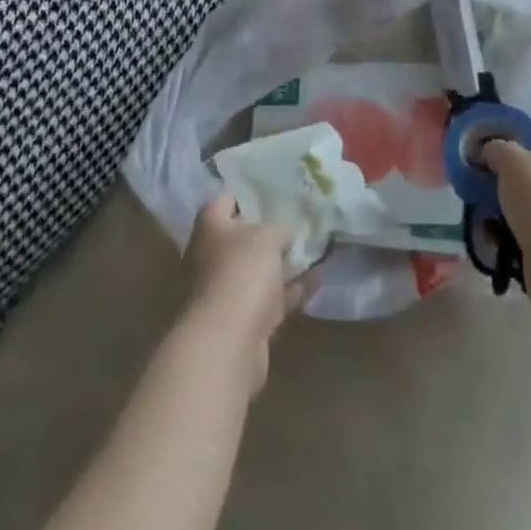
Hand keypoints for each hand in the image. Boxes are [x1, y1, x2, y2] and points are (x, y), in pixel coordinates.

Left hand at [181, 195, 311, 392]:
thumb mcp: (267, 235)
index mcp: (210, 227)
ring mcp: (229, 290)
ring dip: (284, 262)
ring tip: (316, 245)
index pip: (225, 199)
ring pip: (259, 270)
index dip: (247, 191)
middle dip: (269, 229)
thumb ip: (277, 227)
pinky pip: (272, 298)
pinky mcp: (246, 321)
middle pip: (243, 236)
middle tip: (298, 215)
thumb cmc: (241, 272)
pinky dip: (293, 290)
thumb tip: (281, 232)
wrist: (228, 343)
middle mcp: (213, 256)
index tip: (272, 186)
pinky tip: (319, 278)